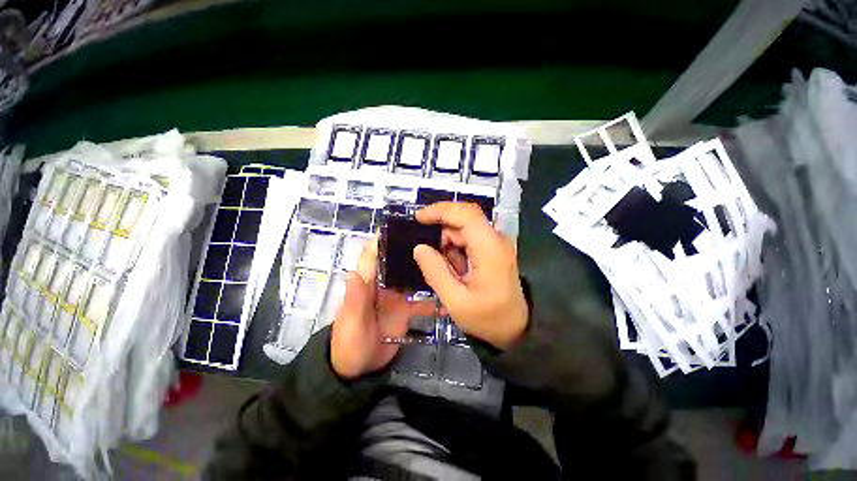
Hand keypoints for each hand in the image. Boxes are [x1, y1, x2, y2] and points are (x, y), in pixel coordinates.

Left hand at [331, 237, 434, 379]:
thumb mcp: (350, 324)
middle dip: (411, 250)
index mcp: (367, 283)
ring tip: (446, 259)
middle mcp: (384, 285)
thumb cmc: (349, 344)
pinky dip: (434, 299)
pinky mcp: (407, 310)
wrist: (358, 370)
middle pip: (397, 262)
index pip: (373, 256)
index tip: (399, 225)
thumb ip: (354, 300)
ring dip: (425, 270)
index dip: (382, 239)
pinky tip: (449, 295)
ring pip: (412, 278)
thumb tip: (353, 272)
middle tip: (434, 239)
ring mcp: (397, 297)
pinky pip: (422, 301)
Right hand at [413, 202, 528, 349]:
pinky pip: (469, 239)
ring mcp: (496, 242)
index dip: (440, 210)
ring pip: (464, 230)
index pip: (465, 214)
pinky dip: (457, 251)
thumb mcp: (456, 301)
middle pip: (463, 220)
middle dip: (442, 234)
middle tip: (433, 260)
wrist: (515, 327)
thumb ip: (435, 272)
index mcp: (489, 248)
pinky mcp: (493, 248)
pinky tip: (458, 271)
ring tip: (451, 273)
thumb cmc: (488, 317)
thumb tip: (419, 247)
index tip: (418, 218)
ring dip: (450, 246)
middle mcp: (495, 239)